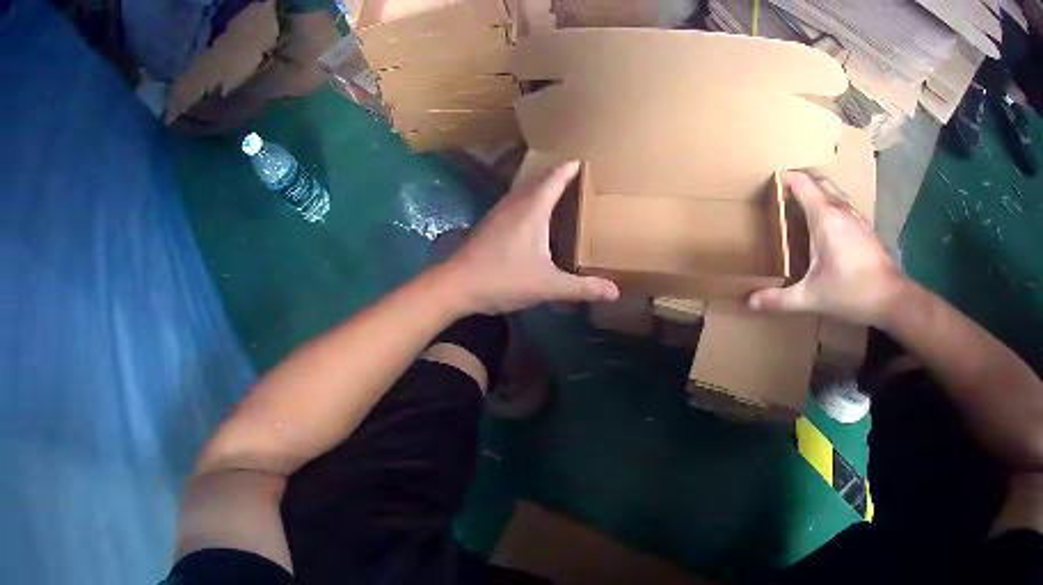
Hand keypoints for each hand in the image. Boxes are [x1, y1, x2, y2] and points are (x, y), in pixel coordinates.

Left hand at [441, 162, 619, 313]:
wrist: (456, 285)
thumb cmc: (503, 279)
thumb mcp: (547, 285)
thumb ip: (581, 287)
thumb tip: (615, 291)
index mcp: (532, 210)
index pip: (554, 180)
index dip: (569, 169)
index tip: (583, 160)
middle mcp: (515, 205)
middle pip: (539, 181)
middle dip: (557, 175)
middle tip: (576, 174)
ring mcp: (499, 214)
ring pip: (524, 191)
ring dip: (541, 186)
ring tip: (558, 190)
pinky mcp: (490, 225)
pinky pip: (514, 202)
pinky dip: (528, 199)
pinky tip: (532, 215)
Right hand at [748, 172, 906, 326]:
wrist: (891, 298)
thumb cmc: (852, 292)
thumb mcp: (812, 297)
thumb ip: (779, 299)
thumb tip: (749, 301)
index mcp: (824, 216)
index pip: (800, 182)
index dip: (783, 178)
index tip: (768, 186)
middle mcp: (840, 209)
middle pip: (817, 181)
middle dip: (799, 183)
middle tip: (782, 197)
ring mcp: (855, 216)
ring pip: (832, 191)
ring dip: (816, 193)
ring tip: (802, 209)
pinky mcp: (864, 227)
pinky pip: (842, 204)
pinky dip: (829, 206)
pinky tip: (827, 228)